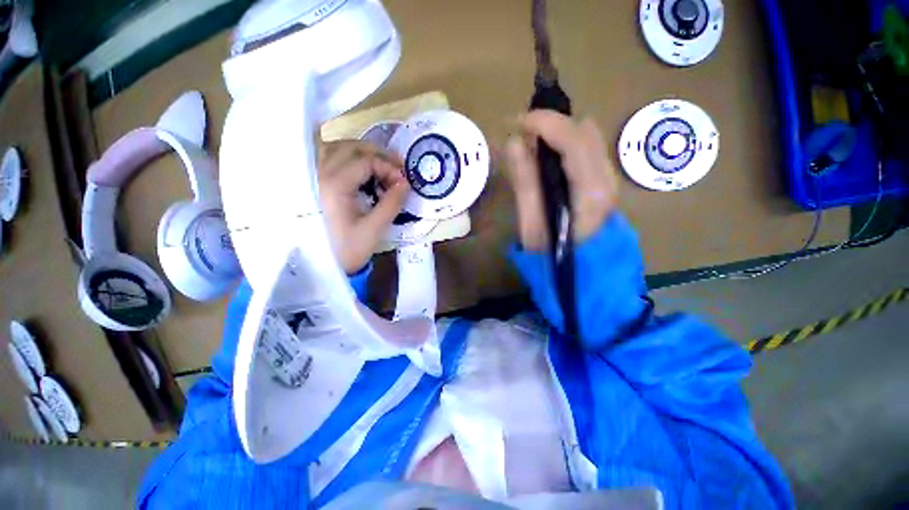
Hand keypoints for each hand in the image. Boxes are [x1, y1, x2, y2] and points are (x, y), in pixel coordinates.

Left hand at [319, 141, 409, 273]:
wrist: (321, 265)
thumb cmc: (348, 249)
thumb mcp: (375, 229)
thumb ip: (392, 203)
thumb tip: (406, 182)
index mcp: (334, 185)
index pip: (366, 161)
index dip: (389, 168)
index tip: (403, 182)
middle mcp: (319, 174)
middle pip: (350, 147)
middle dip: (378, 154)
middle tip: (397, 168)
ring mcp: (314, 177)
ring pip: (338, 148)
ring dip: (362, 153)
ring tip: (381, 166)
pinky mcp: (314, 183)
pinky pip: (330, 158)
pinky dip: (349, 159)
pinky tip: (362, 171)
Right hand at [505, 111, 617, 251]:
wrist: (581, 272)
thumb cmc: (551, 254)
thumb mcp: (531, 223)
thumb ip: (525, 182)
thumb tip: (514, 142)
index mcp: (590, 190)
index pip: (572, 139)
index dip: (544, 123)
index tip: (517, 123)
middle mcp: (606, 177)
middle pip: (582, 130)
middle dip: (550, 125)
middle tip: (522, 137)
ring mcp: (609, 177)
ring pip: (586, 136)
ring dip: (558, 133)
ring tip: (533, 149)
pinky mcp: (604, 180)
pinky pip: (587, 147)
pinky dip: (565, 144)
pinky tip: (548, 160)